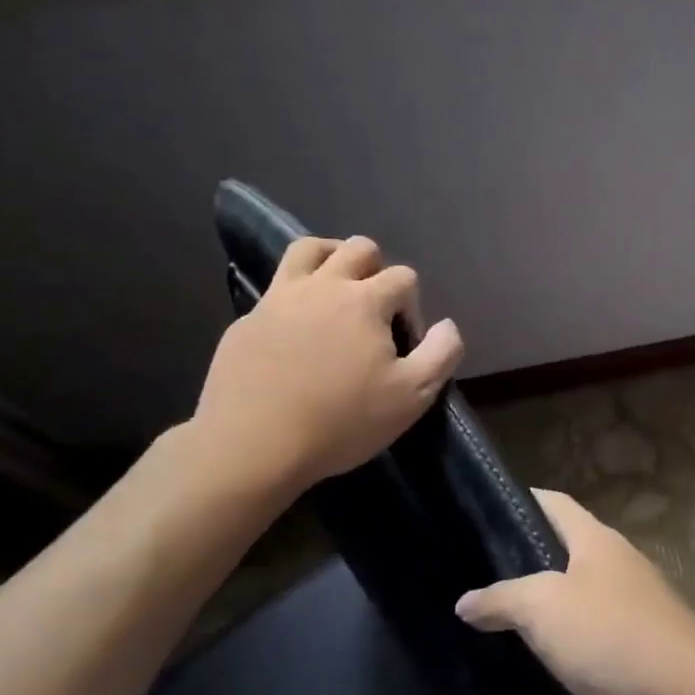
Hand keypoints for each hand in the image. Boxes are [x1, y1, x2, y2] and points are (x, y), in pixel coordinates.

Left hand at [187, 235, 463, 501]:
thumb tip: (446, 325)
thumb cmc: (341, 422)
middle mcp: (323, 286)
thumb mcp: (412, 396)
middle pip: (359, 248)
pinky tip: (296, 331)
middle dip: (377, 270)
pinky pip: (277, 288)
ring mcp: (279, 298)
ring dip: (332, 259)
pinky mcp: (247, 319)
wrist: (252, 445)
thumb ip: (441, 353)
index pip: (404, 277)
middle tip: (375, 311)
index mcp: (365, 301)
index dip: (412, 306)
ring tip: (338, 290)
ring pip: (309, 249)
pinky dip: (295, 296)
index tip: (404, 343)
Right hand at [455, 490, 694, 694]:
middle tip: (484, 575)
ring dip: (551, 604)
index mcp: (597, 540)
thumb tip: (465, 601)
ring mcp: (637, 603)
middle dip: (530, 558)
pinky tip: (549, 660)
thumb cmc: (610, 634)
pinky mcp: (646, 643)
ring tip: (507, 620)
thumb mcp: (543, 608)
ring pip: (583, 592)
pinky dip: (573, 639)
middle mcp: (620, 562)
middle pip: (569, 548)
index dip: (523, 500)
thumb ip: (502, 599)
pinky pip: (599, 631)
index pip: (555, 503)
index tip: (487, 510)